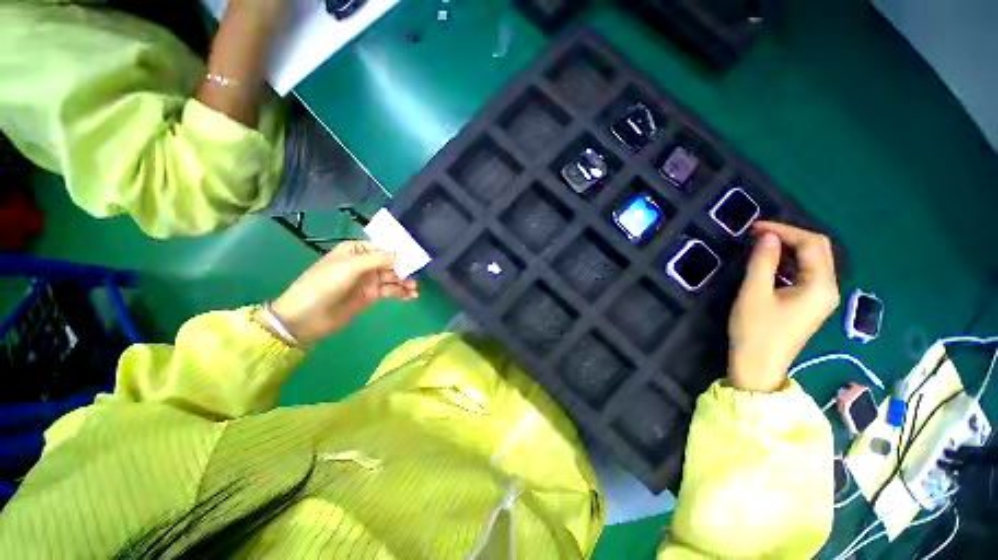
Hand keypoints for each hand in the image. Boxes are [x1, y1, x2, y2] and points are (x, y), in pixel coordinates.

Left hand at [262, 242, 418, 346]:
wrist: (307, 317)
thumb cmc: (324, 285)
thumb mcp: (350, 267)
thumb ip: (378, 259)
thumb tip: (401, 254)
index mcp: (356, 251)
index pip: (383, 247)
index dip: (399, 252)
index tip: (415, 256)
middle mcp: (364, 263)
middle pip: (391, 263)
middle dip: (405, 269)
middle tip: (417, 276)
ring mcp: (369, 281)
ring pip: (393, 278)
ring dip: (405, 282)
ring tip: (415, 289)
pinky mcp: (372, 296)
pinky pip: (391, 291)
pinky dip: (402, 293)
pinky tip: (411, 296)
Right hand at [728, 222, 839, 391]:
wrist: (759, 366)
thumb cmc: (755, 330)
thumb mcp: (754, 294)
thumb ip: (762, 262)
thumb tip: (767, 236)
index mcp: (820, 286)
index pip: (812, 244)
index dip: (785, 230)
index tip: (755, 227)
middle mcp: (828, 289)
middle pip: (818, 250)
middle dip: (789, 237)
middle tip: (758, 234)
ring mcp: (822, 298)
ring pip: (812, 261)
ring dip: (788, 249)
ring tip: (760, 247)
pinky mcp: (811, 304)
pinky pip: (805, 274)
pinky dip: (788, 263)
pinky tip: (769, 265)